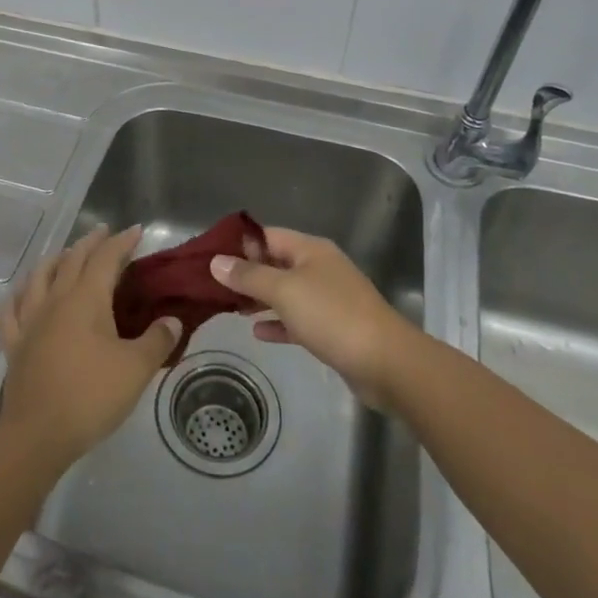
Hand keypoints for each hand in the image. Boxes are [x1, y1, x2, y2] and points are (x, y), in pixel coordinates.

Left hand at [0, 225, 181, 463]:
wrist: (37, 434)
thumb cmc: (91, 395)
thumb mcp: (136, 369)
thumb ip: (157, 340)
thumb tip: (172, 320)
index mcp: (86, 299)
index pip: (106, 258)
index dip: (122, 242)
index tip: (136, 231)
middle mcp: (55, 300)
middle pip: (71, 260)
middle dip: (90, 243)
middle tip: (103, 233)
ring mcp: (30, 321)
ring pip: (39, 277)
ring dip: (54, 260)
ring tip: (64, 255)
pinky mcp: (14, 345)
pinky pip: (11, 311)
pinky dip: (18, 296)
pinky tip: (20, 294)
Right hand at [212, 227, 416, 409]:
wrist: (386, 362)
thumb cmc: (332, 315)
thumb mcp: (284, 291)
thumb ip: (249, 276)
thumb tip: (216, 261)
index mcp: (310, 250)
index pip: (268, 235)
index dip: (241, 243)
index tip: (211, 256)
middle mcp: (319, 268)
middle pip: (276, 263)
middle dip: (247, 273)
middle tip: (213, 286)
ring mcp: (328, 299)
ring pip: (286, 292)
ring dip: (260, 298)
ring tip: (229, 307)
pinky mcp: (333, 328)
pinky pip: (298, 319)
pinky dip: (278, 323)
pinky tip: (258, 332)